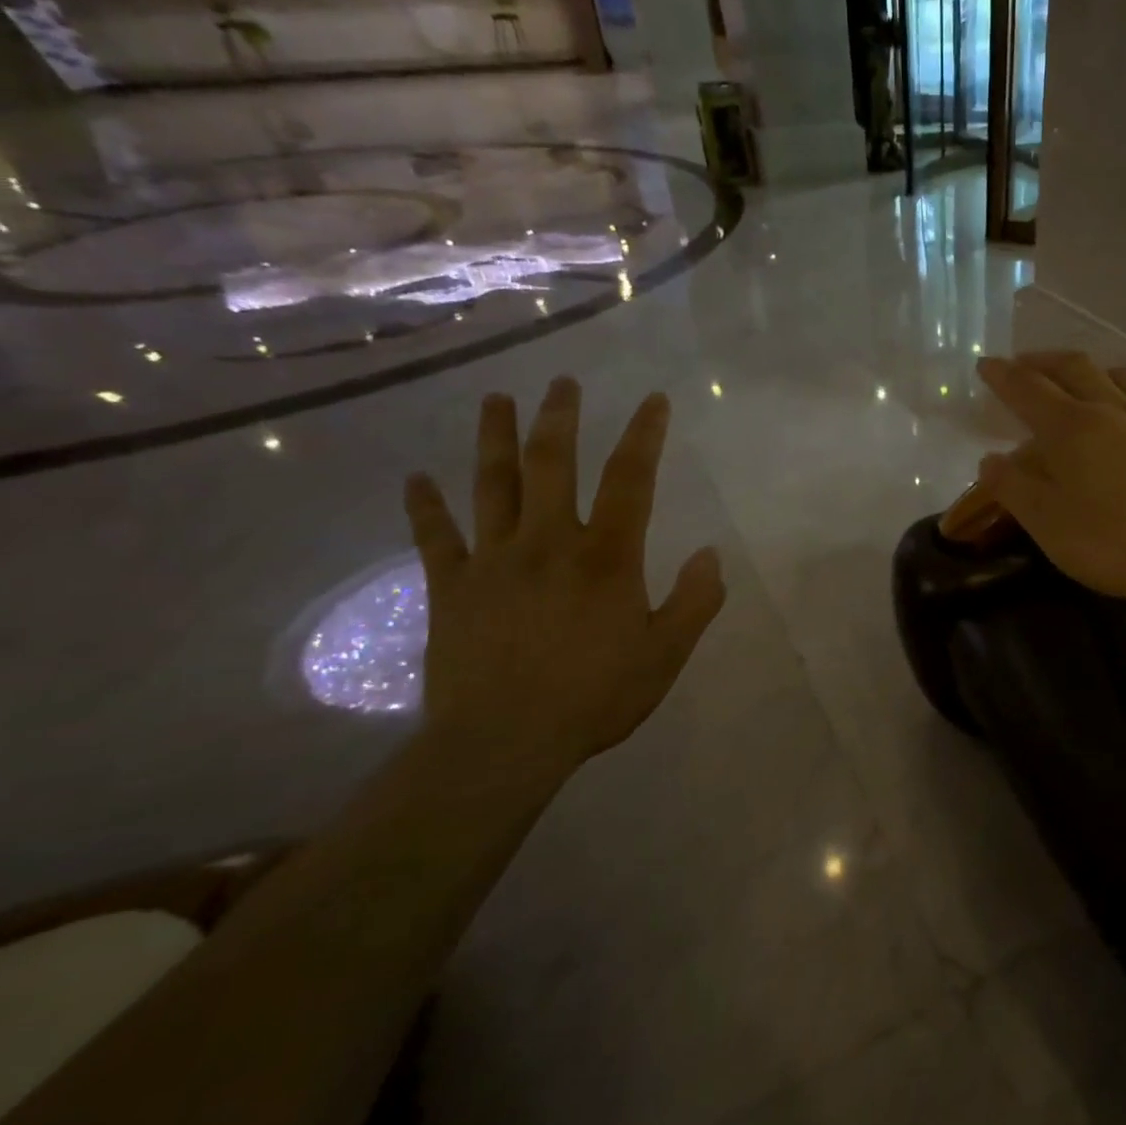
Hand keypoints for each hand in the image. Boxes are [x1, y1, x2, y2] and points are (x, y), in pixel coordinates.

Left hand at [403, 377, 725, 773]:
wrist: (504, 742)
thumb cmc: (595, 696)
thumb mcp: (666, 653)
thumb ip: (695, 601)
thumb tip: (710, 554)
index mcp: (606, 556)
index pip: (631, 479)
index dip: (644, 435)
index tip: (653, 400)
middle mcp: (549, 542)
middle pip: (552, 464)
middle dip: (560, 418)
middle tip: (562, 382)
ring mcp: (494, 561)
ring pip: (493, 485)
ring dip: (494, 438)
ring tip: (494, 400)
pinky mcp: (452, 588)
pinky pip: (436, 538)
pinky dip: (424, 506)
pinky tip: (415, 479)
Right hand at [975, 353, 1125, 610]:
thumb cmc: (1111, 542)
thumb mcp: (1046, 522)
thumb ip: (1012, 487)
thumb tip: (990, 460)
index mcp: (1071, 427)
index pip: (1027, 388)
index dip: (1002, 374)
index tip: (986, 364)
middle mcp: (1111, 409)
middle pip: (1073, 366)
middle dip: (1042, 361)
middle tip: (1023, 365)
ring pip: (1117, 374)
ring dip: (1087, 369)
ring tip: (1076, 380)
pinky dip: (1121, 393)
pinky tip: (1125, 417)